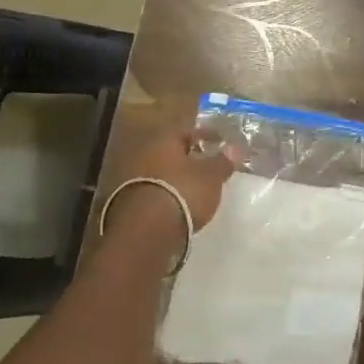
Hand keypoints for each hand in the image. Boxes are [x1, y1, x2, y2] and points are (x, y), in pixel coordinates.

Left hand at [110, 128, 241, 233]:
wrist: (146, 232)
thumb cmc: (183, 192)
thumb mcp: (212, 176)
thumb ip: (223, 161)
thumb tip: (234, 148)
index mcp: (164, 141)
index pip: (187, 131)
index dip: (207, 135)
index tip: (222, 142)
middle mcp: (144, 155)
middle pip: (171, 152)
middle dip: (190, 158)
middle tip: (210, 165)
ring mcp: (132, 180)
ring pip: (162, 172)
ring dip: (178, 178)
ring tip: (198, 188)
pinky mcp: (129, 204)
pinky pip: (156, 192)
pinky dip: (169, 195)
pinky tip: (182, 205)